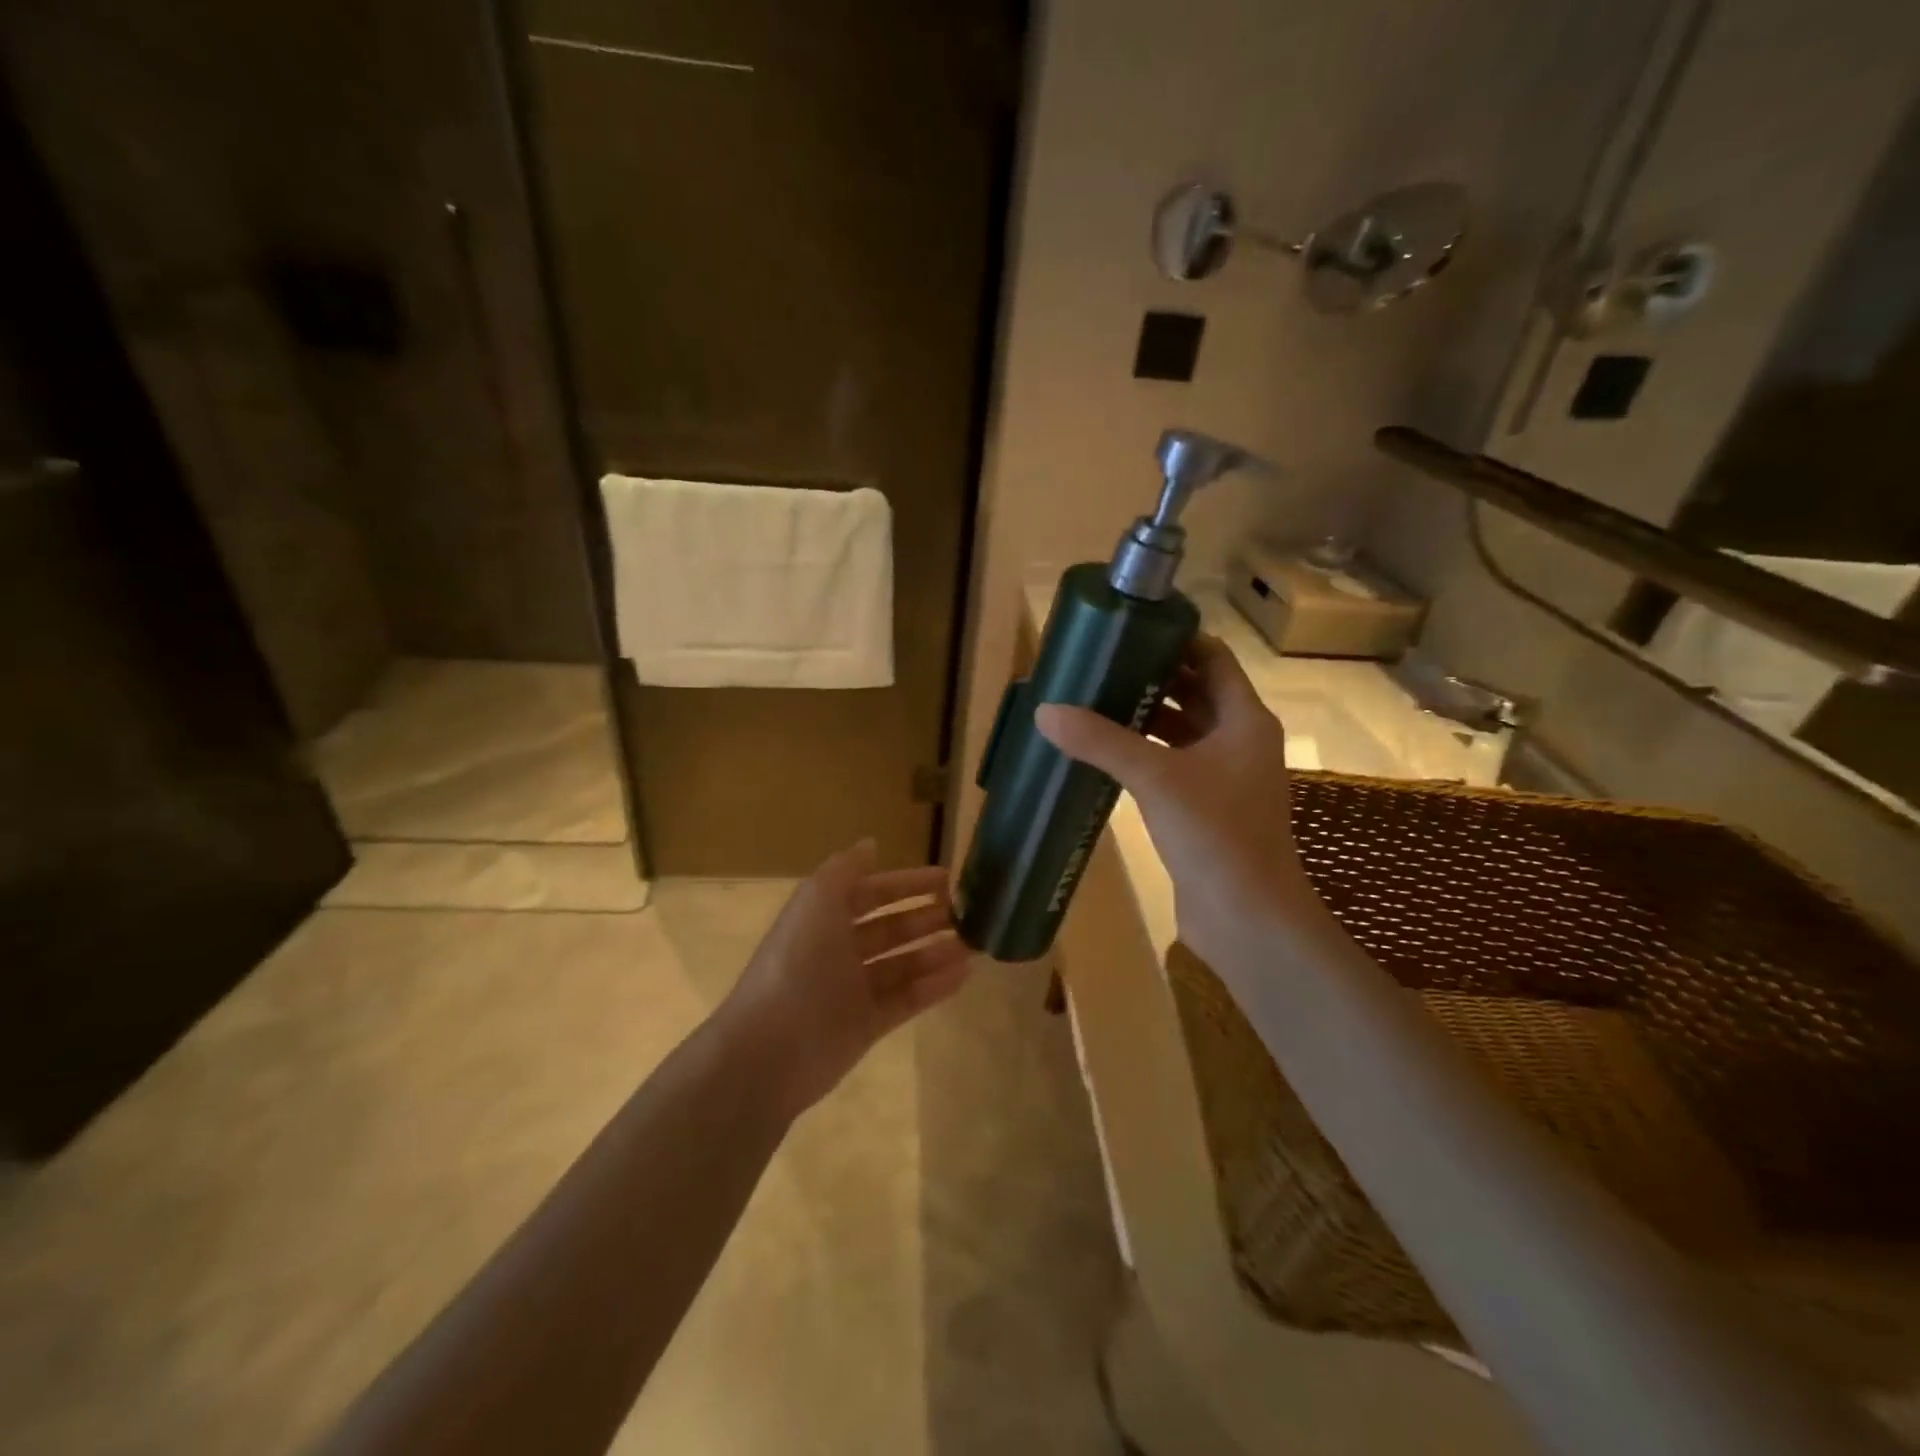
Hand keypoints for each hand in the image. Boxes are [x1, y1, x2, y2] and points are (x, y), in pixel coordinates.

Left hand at [718, 841, 972, 1117]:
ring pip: (903, 965)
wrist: (771, 1048)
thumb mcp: (817, 901)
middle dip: (927, 918)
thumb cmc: (798, 963)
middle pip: (891, 929)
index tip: (947, 879)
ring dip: (936, 952)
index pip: (871, 893)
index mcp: (824, 918)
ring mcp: (853, 990)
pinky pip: (906, 1000)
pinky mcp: (866, 1026)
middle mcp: (838, 950)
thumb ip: (845, 869)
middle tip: (967, 914)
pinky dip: (934, 987)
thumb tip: (870, 843)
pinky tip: (964, 976)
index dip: (907, 883)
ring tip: (973, 945)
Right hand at [1035, 633, 1323, 967]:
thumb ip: (1101, 742)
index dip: (1177, 640)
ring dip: (1146, 718)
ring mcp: (1225, 779)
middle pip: (1196, 693)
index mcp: (1245, 720)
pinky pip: (1174, 768)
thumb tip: (1045, 710)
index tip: (1130, 629)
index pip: (1213, 659)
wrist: (1247, 919)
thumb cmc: (1215, 835)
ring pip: (1183, 733)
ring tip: (1095, 702)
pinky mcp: (1206, 811)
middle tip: (1101, 665)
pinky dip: (1145, 756)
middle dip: (1152, 678)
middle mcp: (1240, 742)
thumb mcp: (1155, 778)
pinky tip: (1106, 756)